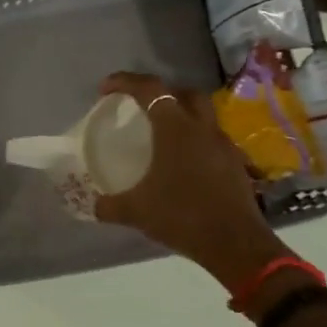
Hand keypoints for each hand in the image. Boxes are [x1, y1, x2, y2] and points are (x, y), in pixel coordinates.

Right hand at [93, 71, 286, 287]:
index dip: (125, 82)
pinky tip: (183, 165)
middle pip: (185, 93)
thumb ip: (109, 206)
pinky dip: (196, 142)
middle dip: (162, 93)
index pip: (150, 89)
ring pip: (203, 116)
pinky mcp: (235, 164)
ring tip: (162, 137)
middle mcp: (202, 129)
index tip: (105, 88)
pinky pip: (212, 141)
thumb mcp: (136, 212)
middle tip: (142, 108)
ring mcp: (223, 146)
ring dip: (183, 117)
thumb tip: (91, 205)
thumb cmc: (182, 217)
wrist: (235, 244)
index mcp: (176, 129)